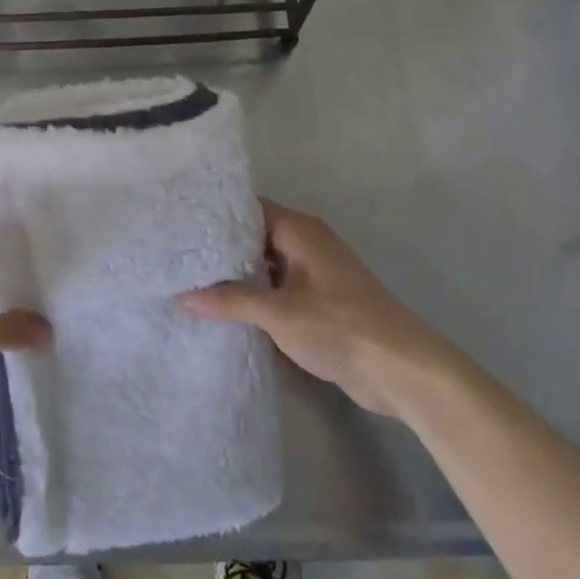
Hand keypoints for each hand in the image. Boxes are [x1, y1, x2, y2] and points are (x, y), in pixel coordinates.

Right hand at [179, 201, 453, 415]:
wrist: (402, 370)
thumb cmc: (341, 327)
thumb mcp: (279, 313)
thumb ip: (230, 301)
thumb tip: (183, 295)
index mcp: (300, 231)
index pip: (248, 208)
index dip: (216, 214)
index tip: (180, 222)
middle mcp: (306, 243)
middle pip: (254, 235)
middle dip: (220, 247)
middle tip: (178, 254)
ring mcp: (314, 273)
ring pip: (265, 264)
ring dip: (236, 274)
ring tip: (190, 279)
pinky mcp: (319, 301)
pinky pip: (277, 288)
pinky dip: (254, 294)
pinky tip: (224, 308)